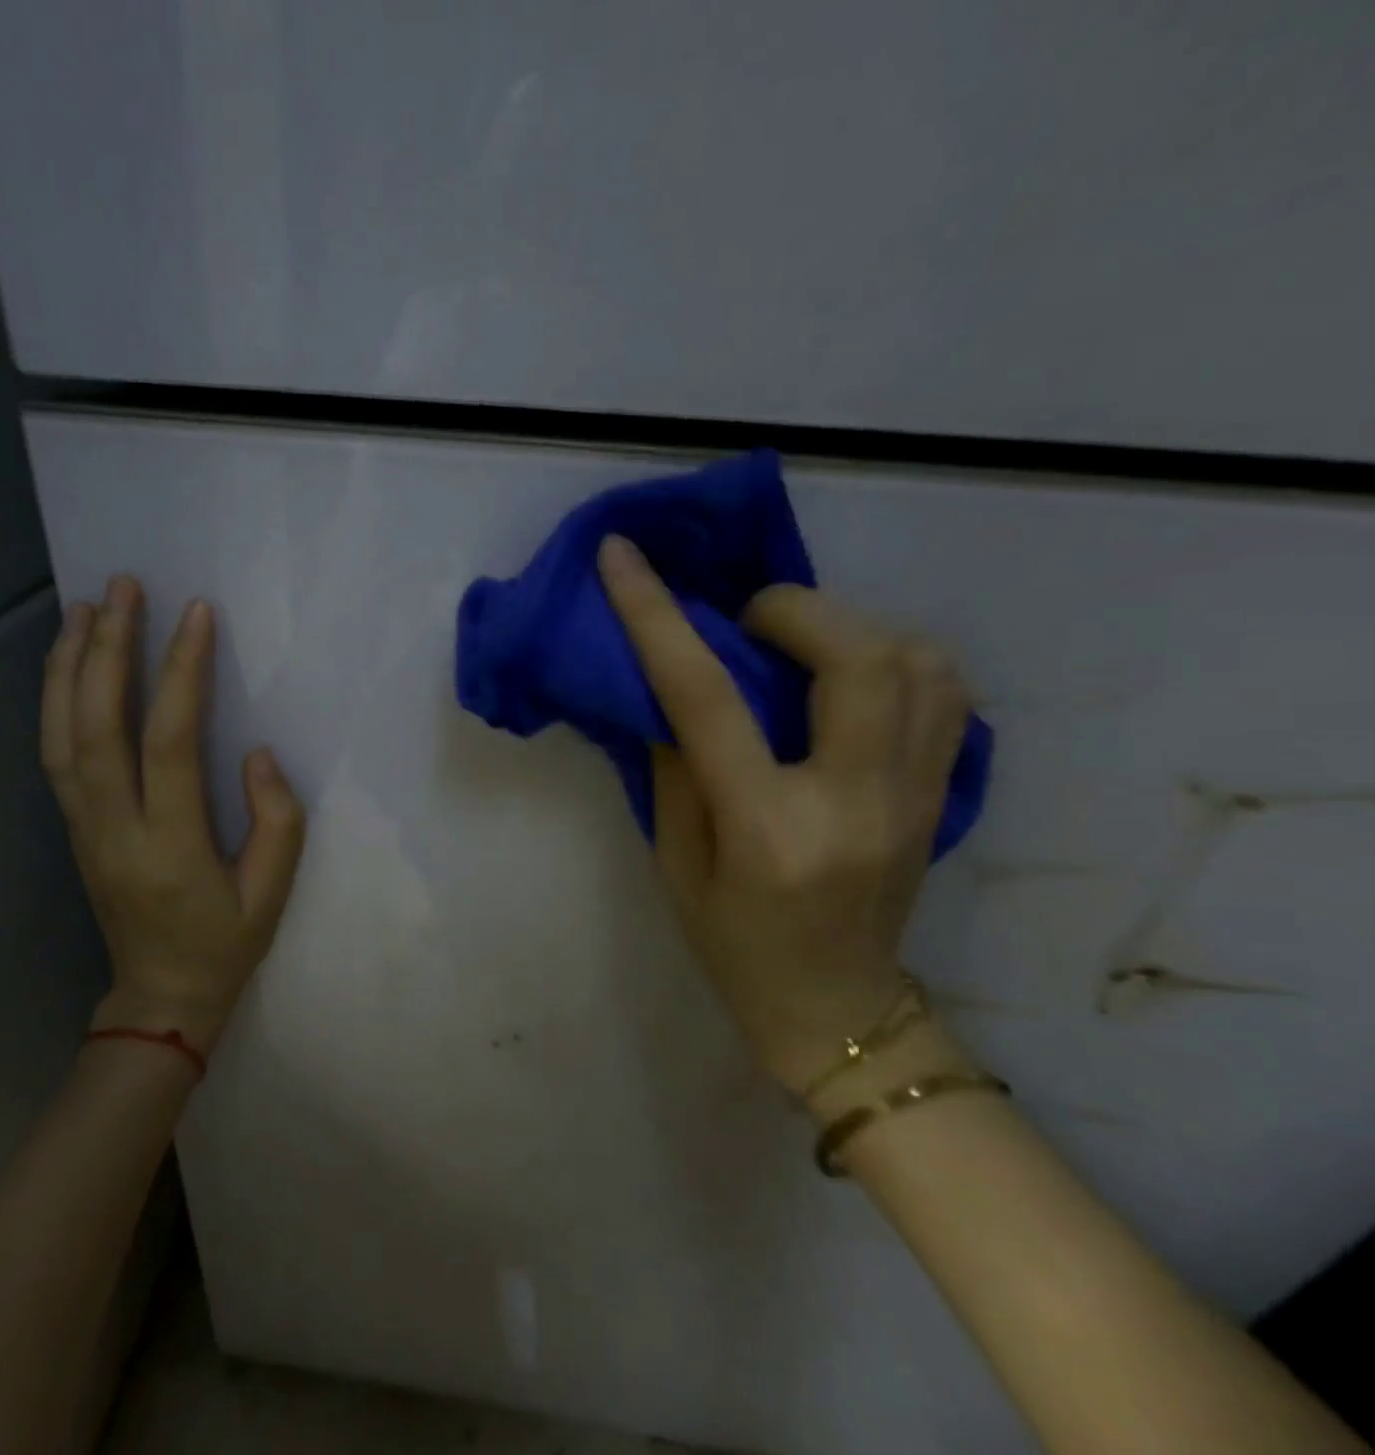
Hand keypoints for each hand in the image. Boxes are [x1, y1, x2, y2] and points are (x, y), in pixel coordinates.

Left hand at [41, 576, 306, 1055]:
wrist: (160, 996)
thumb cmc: (225, 944)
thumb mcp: (273, 893)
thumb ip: (276, 820)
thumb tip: (255, 753)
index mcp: (171, 845)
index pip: (170, 743)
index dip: (182, 673)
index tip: (196, 615)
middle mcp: (114, 828)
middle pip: (97, 726)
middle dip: (107, 649)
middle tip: (123, 588)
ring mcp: (84, 827)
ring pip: (61, 735)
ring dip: (70, 666)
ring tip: (84, 608)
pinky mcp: (74, 827)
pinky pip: (56, 753)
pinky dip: (56, 700)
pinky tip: (68, 665)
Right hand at [597, 536, 970, 1096]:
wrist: (837, 1011)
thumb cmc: (735, 947)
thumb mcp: (676, 864)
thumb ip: (672, 768)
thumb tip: (666, 686)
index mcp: (768, 829)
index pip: (707, 697)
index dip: (657, 616)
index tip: (623, 557)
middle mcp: (856, 801)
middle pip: (854, 656)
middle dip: (789, 609)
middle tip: (743, 622)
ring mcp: (916, 796)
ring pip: (917, 660)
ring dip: (845, 627)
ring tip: (795, 645)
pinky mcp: (943, 793)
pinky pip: (945, 691)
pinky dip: (894, 655)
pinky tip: (849, 673)